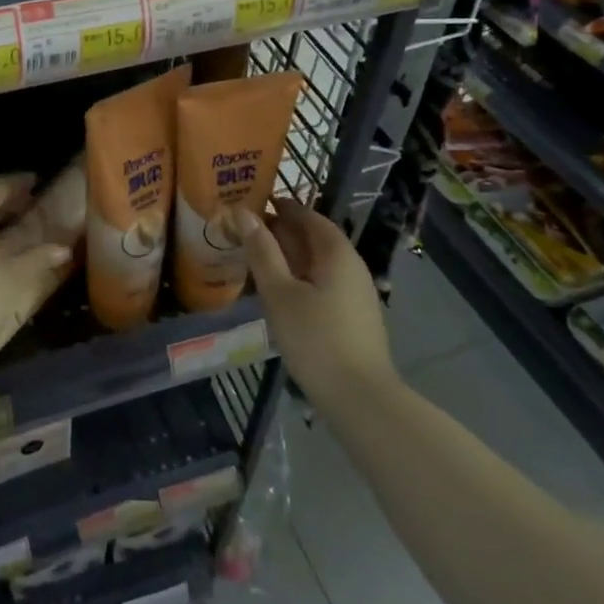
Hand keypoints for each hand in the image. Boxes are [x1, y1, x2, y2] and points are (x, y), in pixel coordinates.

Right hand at [241, 198, 393, 411]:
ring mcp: (356, 293)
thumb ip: (261, 251)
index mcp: (336, 253)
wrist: (361, 400)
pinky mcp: (354, 317)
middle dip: (282, 231)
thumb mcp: (279, 292)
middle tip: (246, 232)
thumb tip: (243, 212)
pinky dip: (300, 277)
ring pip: (319, 262)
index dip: (281, 207)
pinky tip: (280, 292)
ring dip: (290, 256)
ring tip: (257, 259)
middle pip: (315, 238)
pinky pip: (324, 282)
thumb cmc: (315, 339)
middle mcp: (352, 266)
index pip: (308, 216)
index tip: (251, 203)